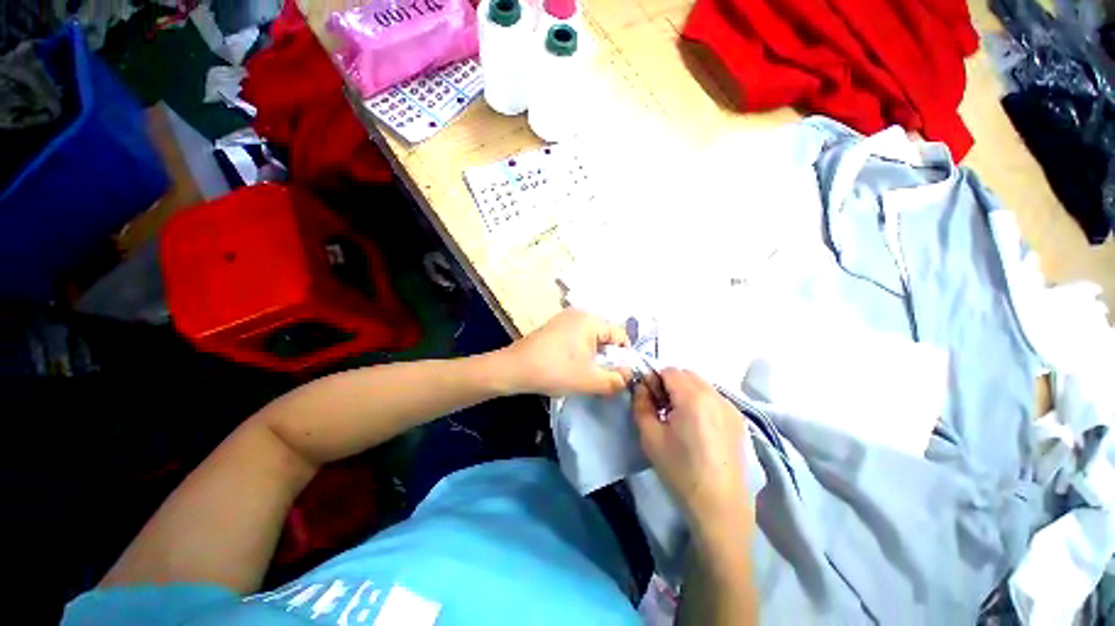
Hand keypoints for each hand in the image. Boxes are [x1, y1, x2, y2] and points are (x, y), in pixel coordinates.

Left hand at [502, 309, 630, 396]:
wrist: (513, 369)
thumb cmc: (554, 370)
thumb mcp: (589, 380)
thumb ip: (615, 380)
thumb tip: (629, 376)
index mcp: (590, 320)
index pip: (620, 335)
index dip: (624, 357)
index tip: (618, 375)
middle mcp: (579, 314)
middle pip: (606, 336)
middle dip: (607, 358)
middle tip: (600, 377)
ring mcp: (564, 319)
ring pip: (591, 339)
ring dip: (593, 357)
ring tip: (585, 374)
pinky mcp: (554, 328)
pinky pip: (577, 339)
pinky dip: (580, 353)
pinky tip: (570, 367)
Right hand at [633, 369, 749, 522]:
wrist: (720, 507)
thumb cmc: (680, 470)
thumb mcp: (650, 436)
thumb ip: (641, 403)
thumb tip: (641, 386)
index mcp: (693, 397)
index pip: (668, 370)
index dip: (654, 379)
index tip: (648, 398)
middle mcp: (715, 395)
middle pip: (686, 374)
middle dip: (669, 383)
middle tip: (661, 408)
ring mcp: (730, 407)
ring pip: (701, 384)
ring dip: (685, 391)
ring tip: (678, 418)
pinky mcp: (738, 420)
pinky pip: (713, 397)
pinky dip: (700, 401)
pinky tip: (696, 427)